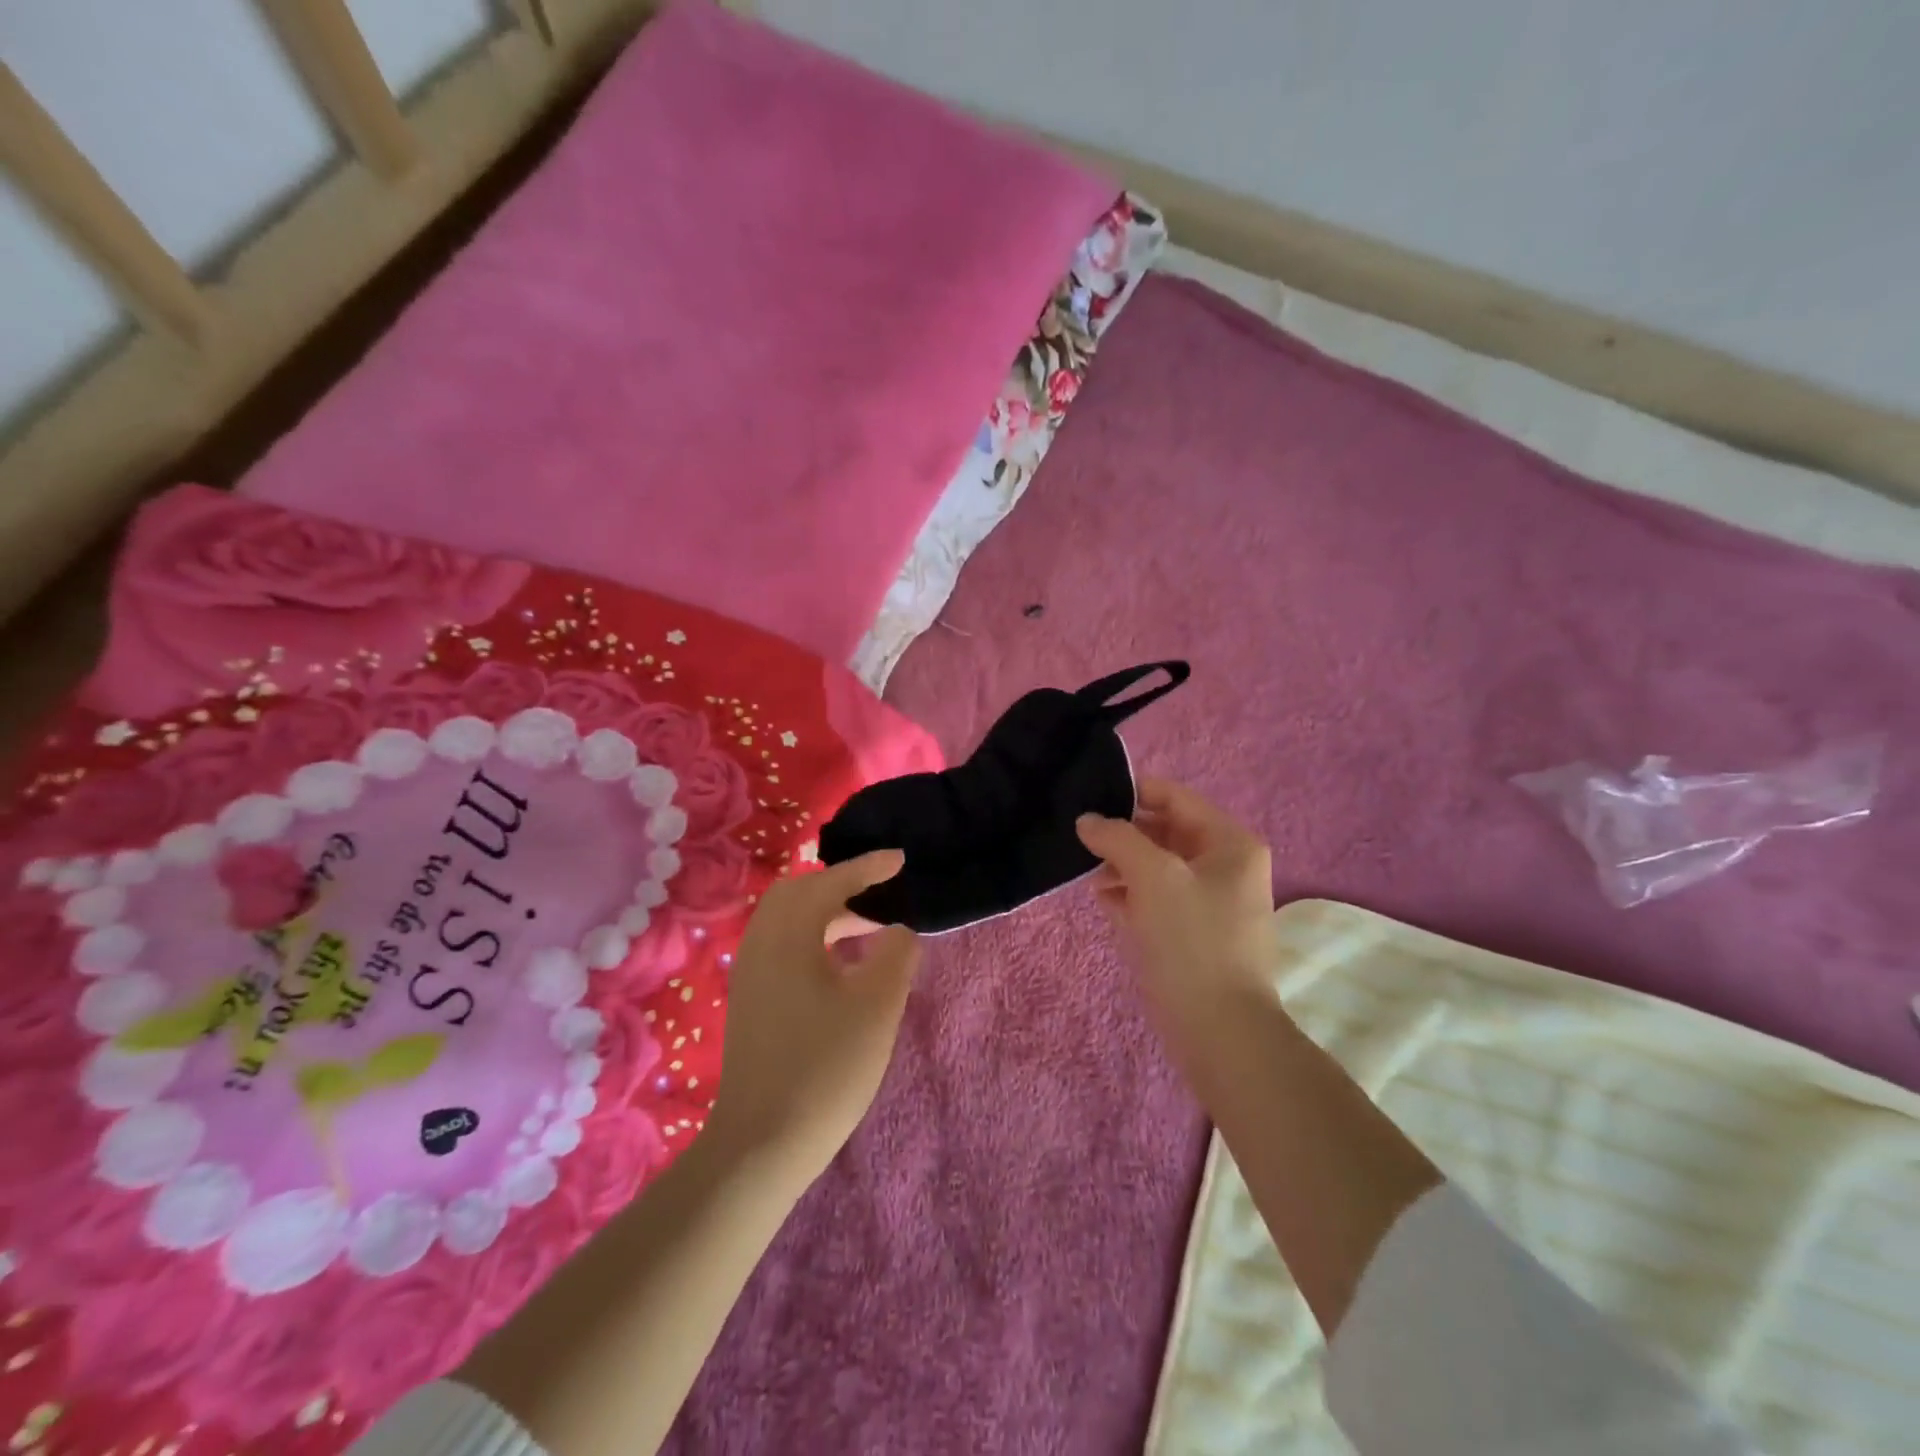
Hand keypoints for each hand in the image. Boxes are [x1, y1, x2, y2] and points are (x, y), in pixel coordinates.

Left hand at [706, 850, 920, 1179]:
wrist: (761, 1143)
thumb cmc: (825, 1067)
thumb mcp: (877, 1006)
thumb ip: (895, 954)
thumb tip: (897, 930)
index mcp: (788, 934)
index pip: (829, 882)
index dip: (867, 867)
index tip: (900, 860)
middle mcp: (760, 942)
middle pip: (798, 893)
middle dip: (839, 885)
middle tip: (878, 894)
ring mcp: (749, 973)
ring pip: (787, 921)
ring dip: (826, 914)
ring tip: (867, 930)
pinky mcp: (748, 1000)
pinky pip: (780, 945)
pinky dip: (811, 938)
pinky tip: (838, 968)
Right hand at [1076, 779, 1280, 1044]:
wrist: (1219, 1030)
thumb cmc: (1191, 940)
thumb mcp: (1153, 876)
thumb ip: (1118, 838)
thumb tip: (1087, 820)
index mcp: (1230, 843)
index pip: (1175, 797)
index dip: (1132, 793)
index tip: (1088, 799)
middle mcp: (1226, 865)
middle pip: (1165, 831)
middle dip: (1123, 834)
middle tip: (1080, 838)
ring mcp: (1211, 902)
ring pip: (1158, 866)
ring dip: (1122, 865)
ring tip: (1087, 873)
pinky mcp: (1194, 933)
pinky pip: (1158, 899)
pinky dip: (1131, 894)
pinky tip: (1102, 899)